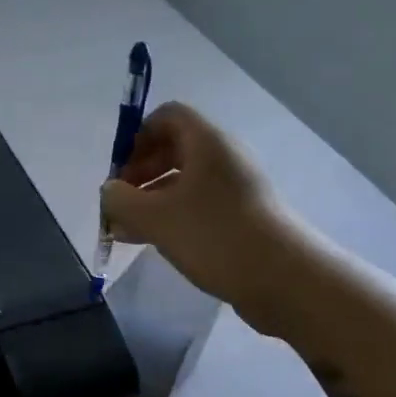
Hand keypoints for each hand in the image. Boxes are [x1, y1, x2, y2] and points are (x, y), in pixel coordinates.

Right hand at [99, 102, 306, 334]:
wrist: (286, 280)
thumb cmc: (215, 236)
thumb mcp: (155, 217)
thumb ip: (120, 200)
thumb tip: (109, 191)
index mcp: (207, 143)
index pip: (168, 116)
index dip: (138, 136)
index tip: (120, 170)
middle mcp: (224, 159)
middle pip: (173, 149)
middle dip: (139, 172)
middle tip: (119, 202)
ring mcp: (235, 190)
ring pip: (183, 182)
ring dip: (150, 200)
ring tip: (124, 229)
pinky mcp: (241, 218)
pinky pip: (197, 207)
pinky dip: (170, 218)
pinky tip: (148, 242)